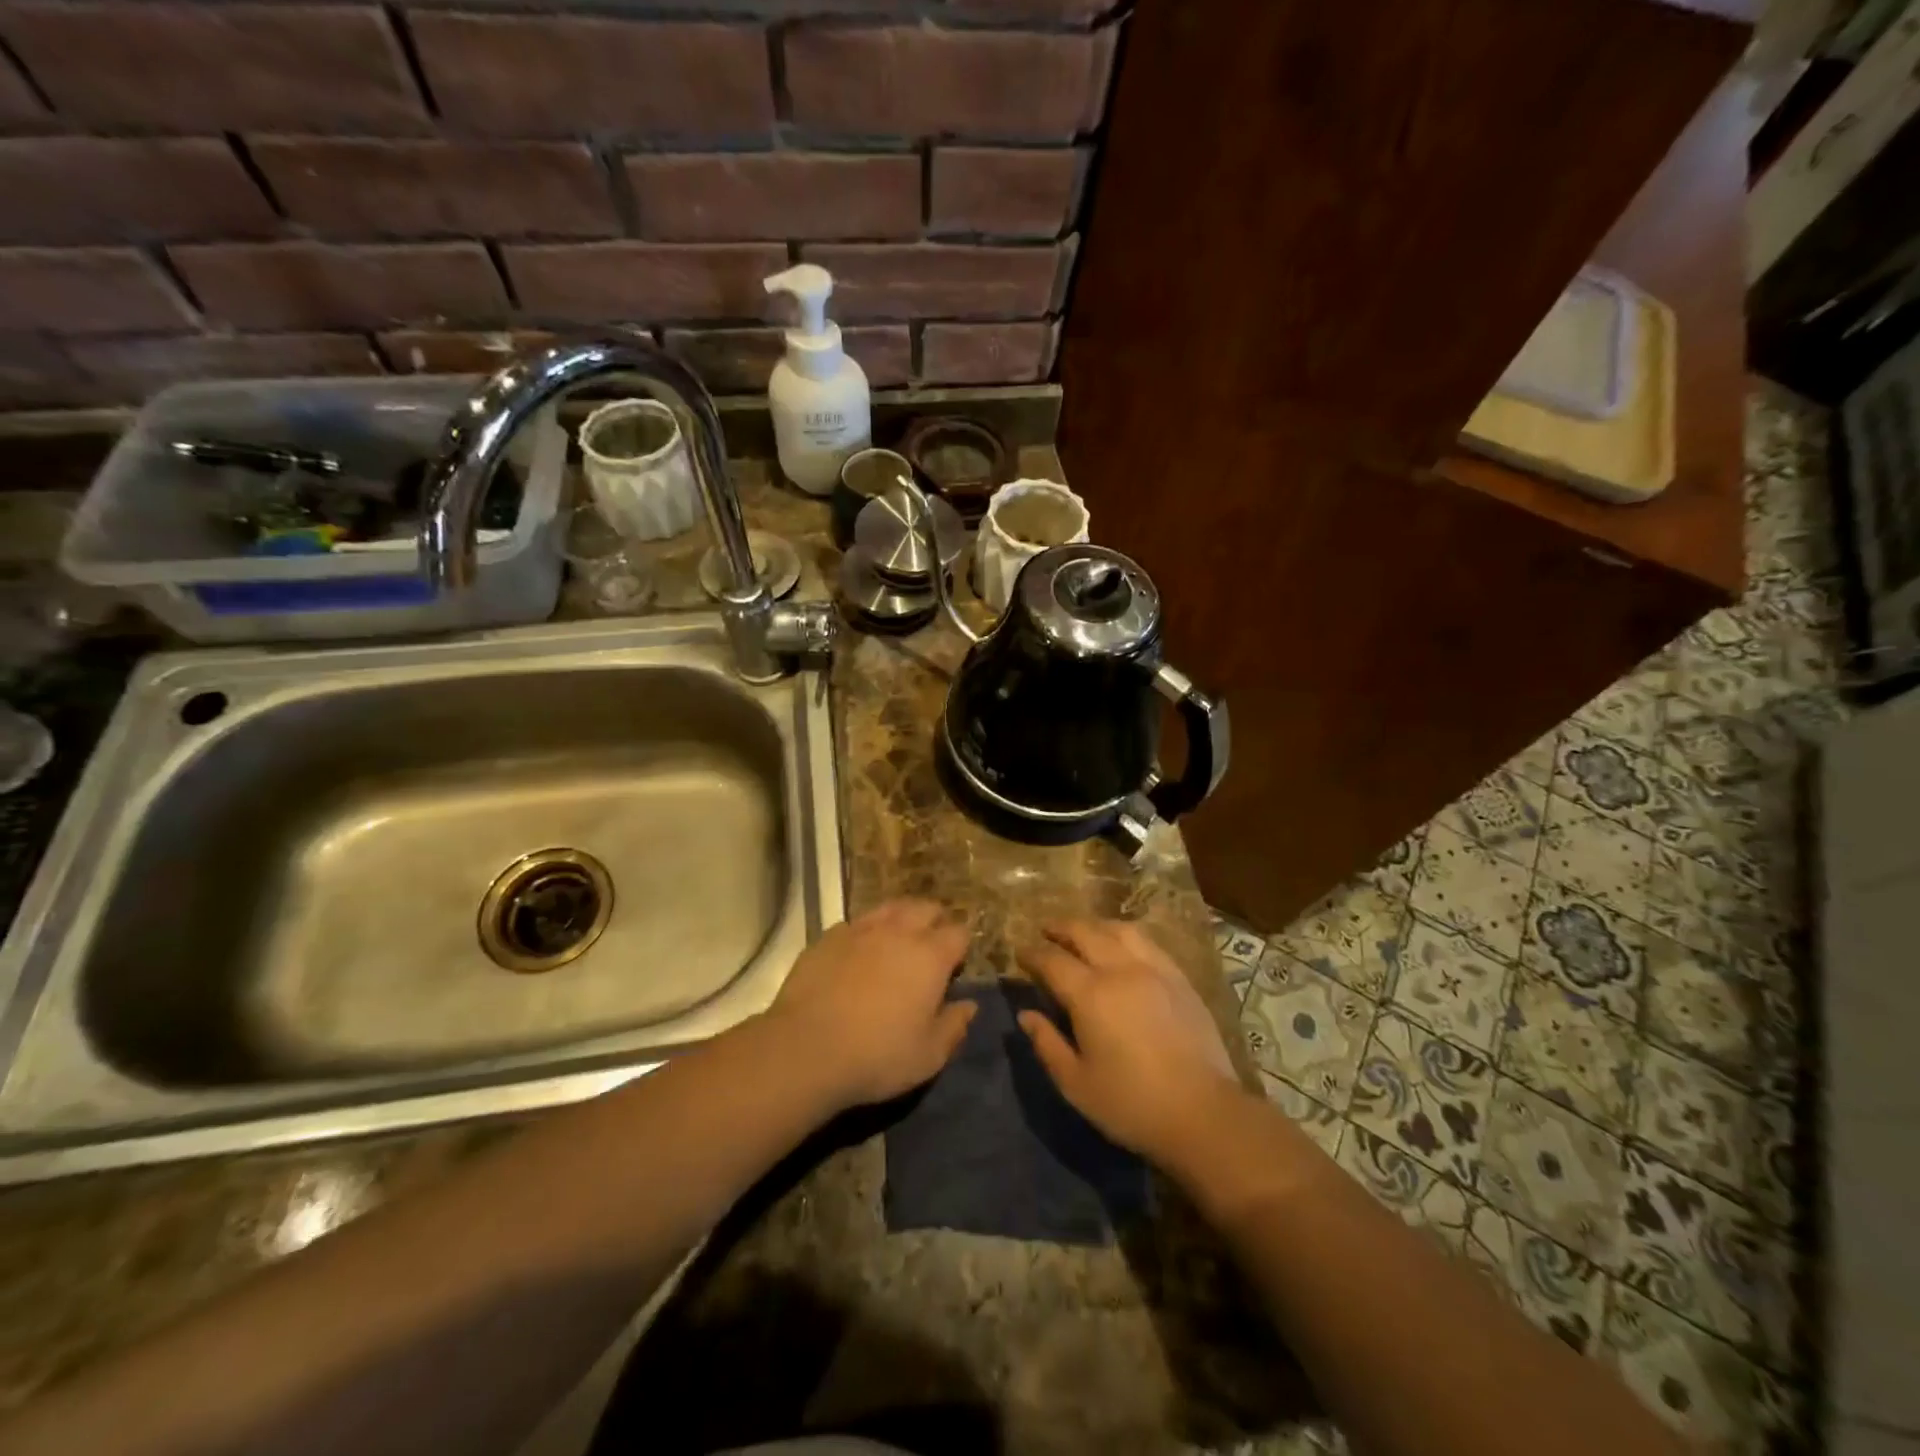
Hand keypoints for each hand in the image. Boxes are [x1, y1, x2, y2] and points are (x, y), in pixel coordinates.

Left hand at [768, 899, 975, 1112]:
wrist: (806, 1048)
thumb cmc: (877, 1055)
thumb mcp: (928, 1056)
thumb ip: (954, 1027)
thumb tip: (969, 1006)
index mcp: (931, 956)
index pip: (959, 933)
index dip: (960, 947)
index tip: (954, 967)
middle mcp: (899, 932)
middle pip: (926, 908)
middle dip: (934, 921)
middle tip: (929, 948)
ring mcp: (860, 929)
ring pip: (890, 908)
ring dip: (900, 919)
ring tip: (896, 942)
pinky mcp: (828, 936)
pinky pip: (855, 924)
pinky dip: (864, 933)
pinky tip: (857, 954)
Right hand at [1018, 919, 1243, 1161]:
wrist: (1204, 1113)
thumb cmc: (1132, 1104)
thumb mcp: (1076, 1084)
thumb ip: (1047, 1044)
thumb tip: (1026, 1015)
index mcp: (1090, 994)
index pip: (1052, 960)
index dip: (1032, 954)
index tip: (1020, 954)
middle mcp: (1120, 970)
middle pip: (1085, 932)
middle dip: (1060, 928)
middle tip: (1045, 932)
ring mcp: (1155, 969)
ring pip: (1119, 930)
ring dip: (1094, 926)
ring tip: (1083, 933)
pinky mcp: (1180, 979)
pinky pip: (1148, 943)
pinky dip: (1126, 936)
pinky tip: (1123, 947)